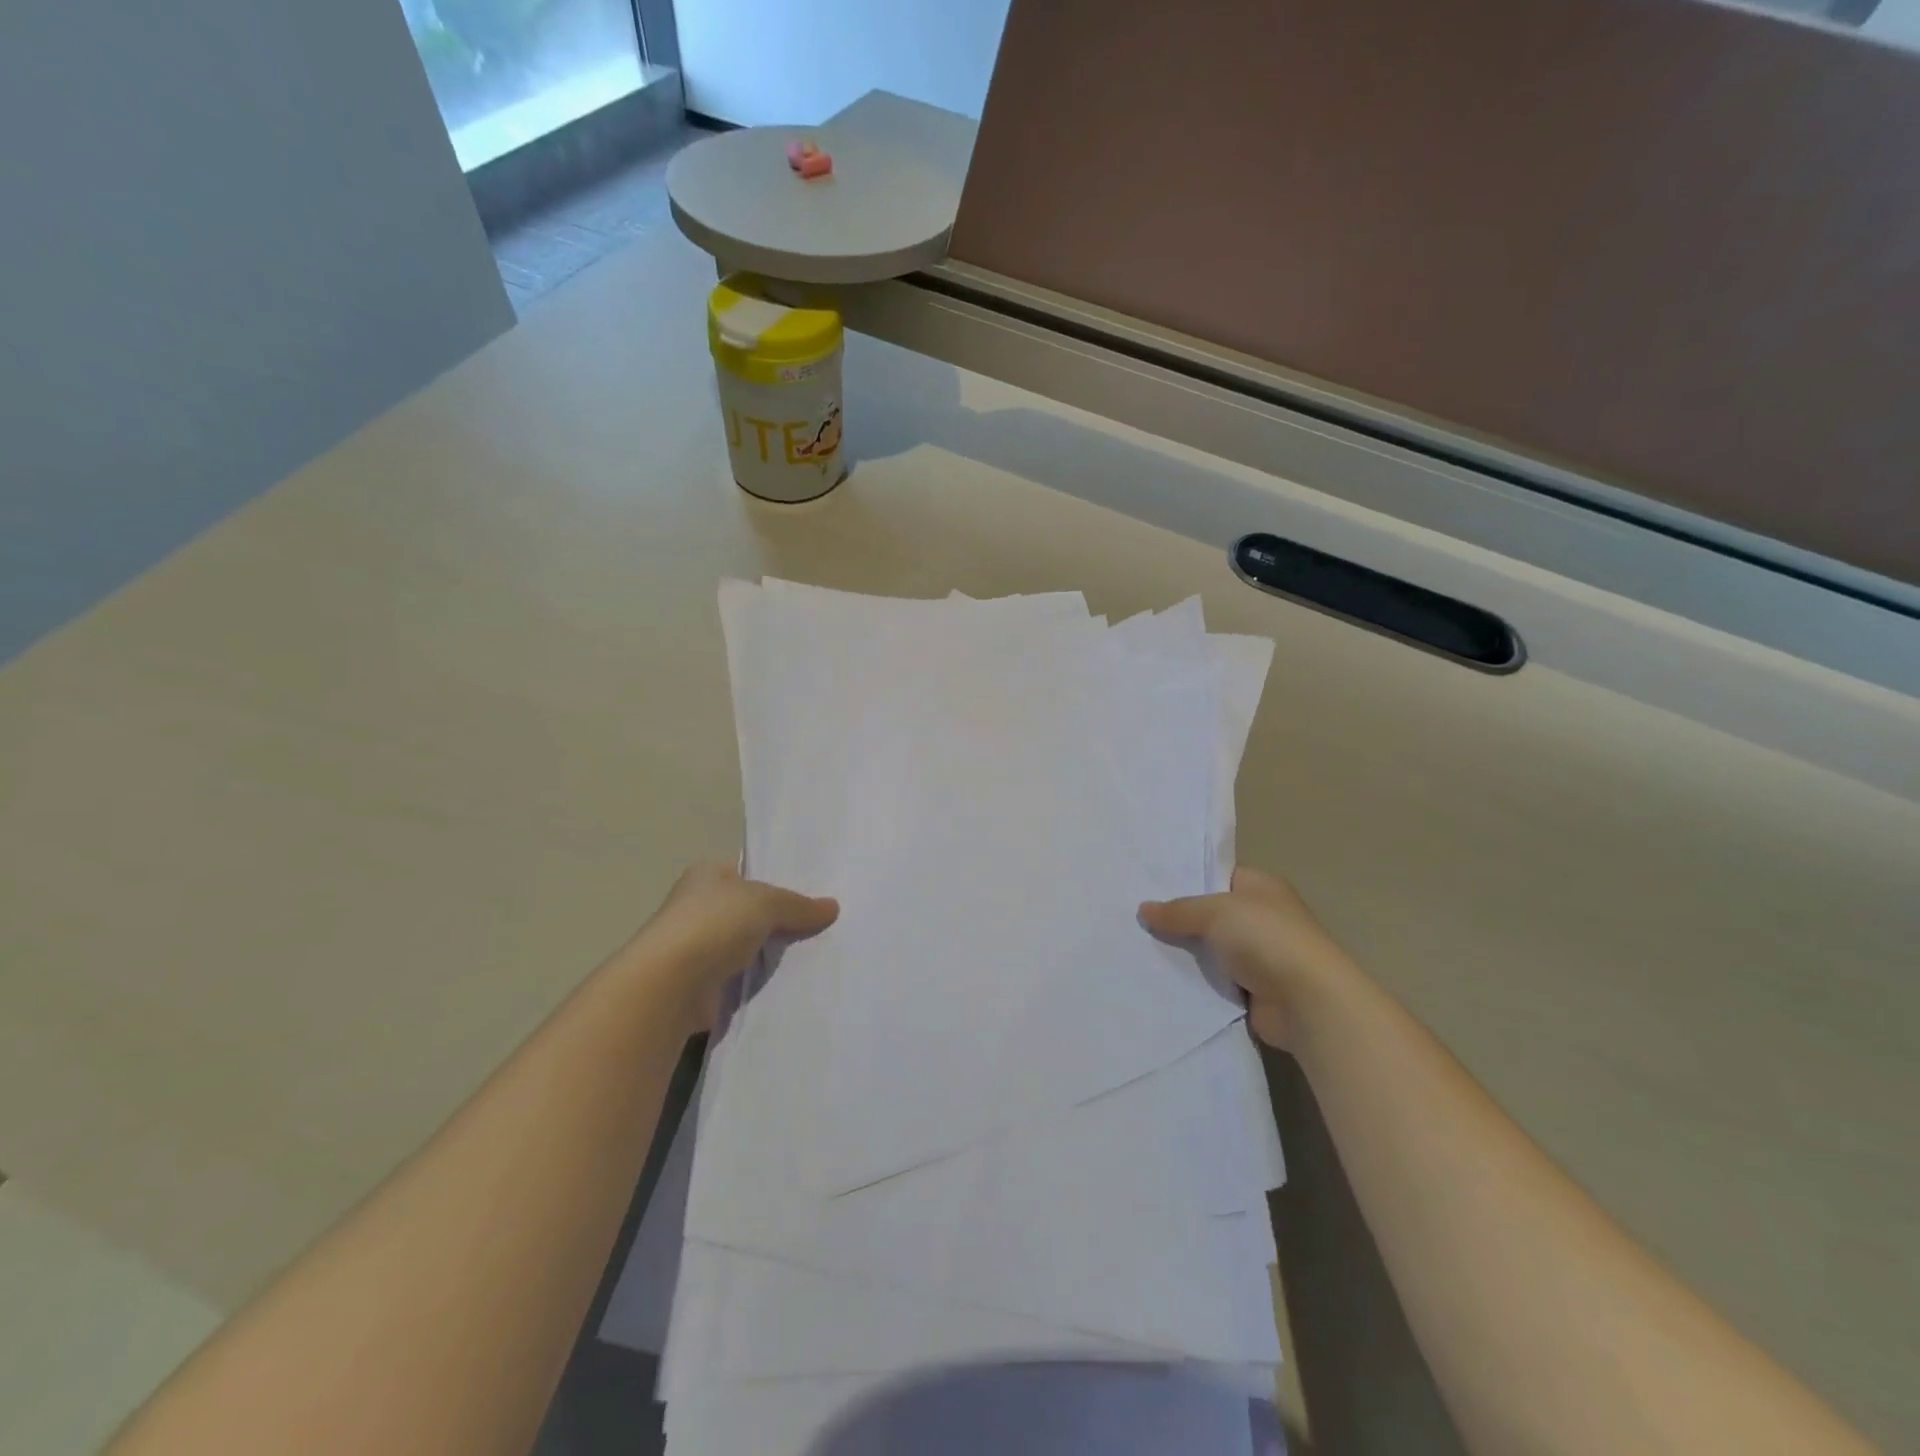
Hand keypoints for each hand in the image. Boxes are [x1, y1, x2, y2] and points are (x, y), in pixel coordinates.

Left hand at [616, 864, 837, 1034]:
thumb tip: (833, 907)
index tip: (815, 894)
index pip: (749, 873)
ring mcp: (699, 948)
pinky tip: (794, 983)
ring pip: (750, 946)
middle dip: (782, 921)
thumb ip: (799, 905)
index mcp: (707, 876)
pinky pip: (744, 978)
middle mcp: (699, 908)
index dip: (779, 881)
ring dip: (772, 954)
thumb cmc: (713, 925)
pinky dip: (762, 982)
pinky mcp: (703, 985)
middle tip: (825, 926)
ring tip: (818, 955)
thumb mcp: (766, 902)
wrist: (671, 986)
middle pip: (751, 911)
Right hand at [1140, 866, 1358, 1051]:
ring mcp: (1259, 955)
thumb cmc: (1266, 939)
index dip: (1186, 879)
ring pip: (1210, 949)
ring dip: (1185, 953)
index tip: (1148, 886)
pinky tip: (1161, 978)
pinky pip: (1214, 980)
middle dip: (1178, 918)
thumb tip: (1144, 909)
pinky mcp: (1253, 989)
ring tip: (1138, 948)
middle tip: (1135, 918)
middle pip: (1210, 913)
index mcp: (1260, 886)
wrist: (1307, 1002)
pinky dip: (1196, 981)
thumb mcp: (1214, 912)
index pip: (1217, 876)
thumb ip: (1178, 910)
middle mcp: (1262, 917)